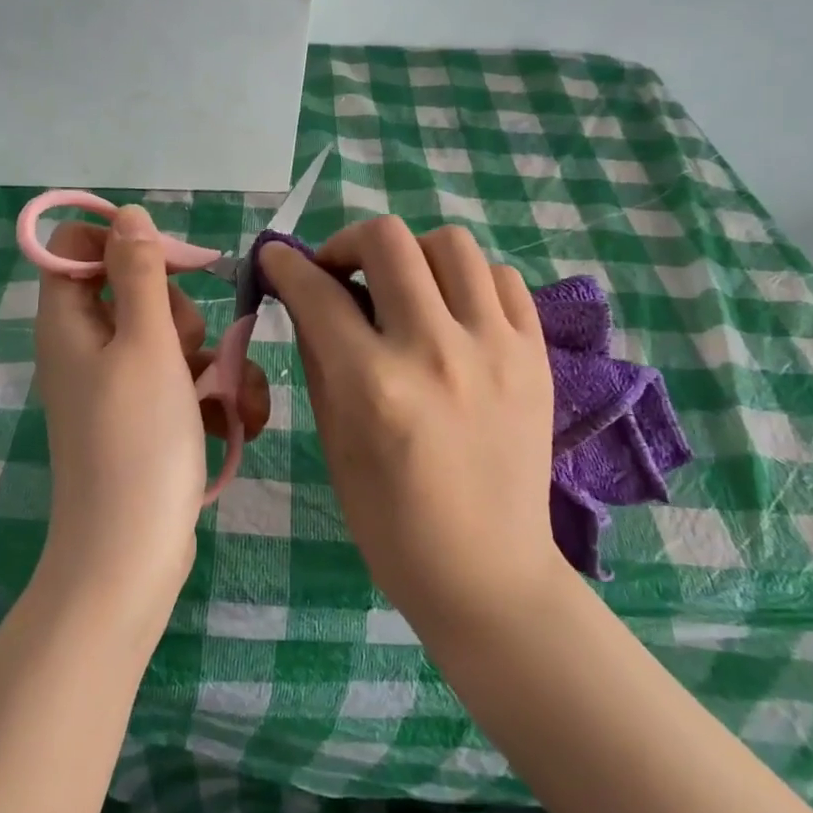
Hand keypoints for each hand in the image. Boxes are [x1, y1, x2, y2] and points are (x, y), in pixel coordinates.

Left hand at [34, 205, 269, 615]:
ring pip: (172, 339)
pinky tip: (237, 420)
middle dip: (180, 314)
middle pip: (136, 291)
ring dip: (211, 360)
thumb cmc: (137, 441)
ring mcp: (117, 386)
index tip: (172, 264)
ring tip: (227, 399)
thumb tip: (128, 215)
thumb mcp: (146, 344)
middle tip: (186, 351)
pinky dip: (211, 396)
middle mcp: (86, 348)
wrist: (133, 554)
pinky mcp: (145, 419)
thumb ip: (139, 274)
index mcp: (68, 321)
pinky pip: (182, 382)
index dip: (124, 243)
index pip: (77, 247)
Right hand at [261, 218, 556, 626]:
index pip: (317, 292)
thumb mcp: (334, 441)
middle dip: (345, 242)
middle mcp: (436, 351)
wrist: (486, 571)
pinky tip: (452, 312)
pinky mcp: (536, 355)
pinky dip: (466, 281)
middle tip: (338, 271)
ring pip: (451, 243)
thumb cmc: (391, 522)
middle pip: (387, 241)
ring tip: (401, 288)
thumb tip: (306, 299)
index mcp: (374, 385)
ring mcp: (496, 348)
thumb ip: (318, 357)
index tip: (276, 260)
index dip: (284, 265)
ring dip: (411, 254)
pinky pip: (501, 279)